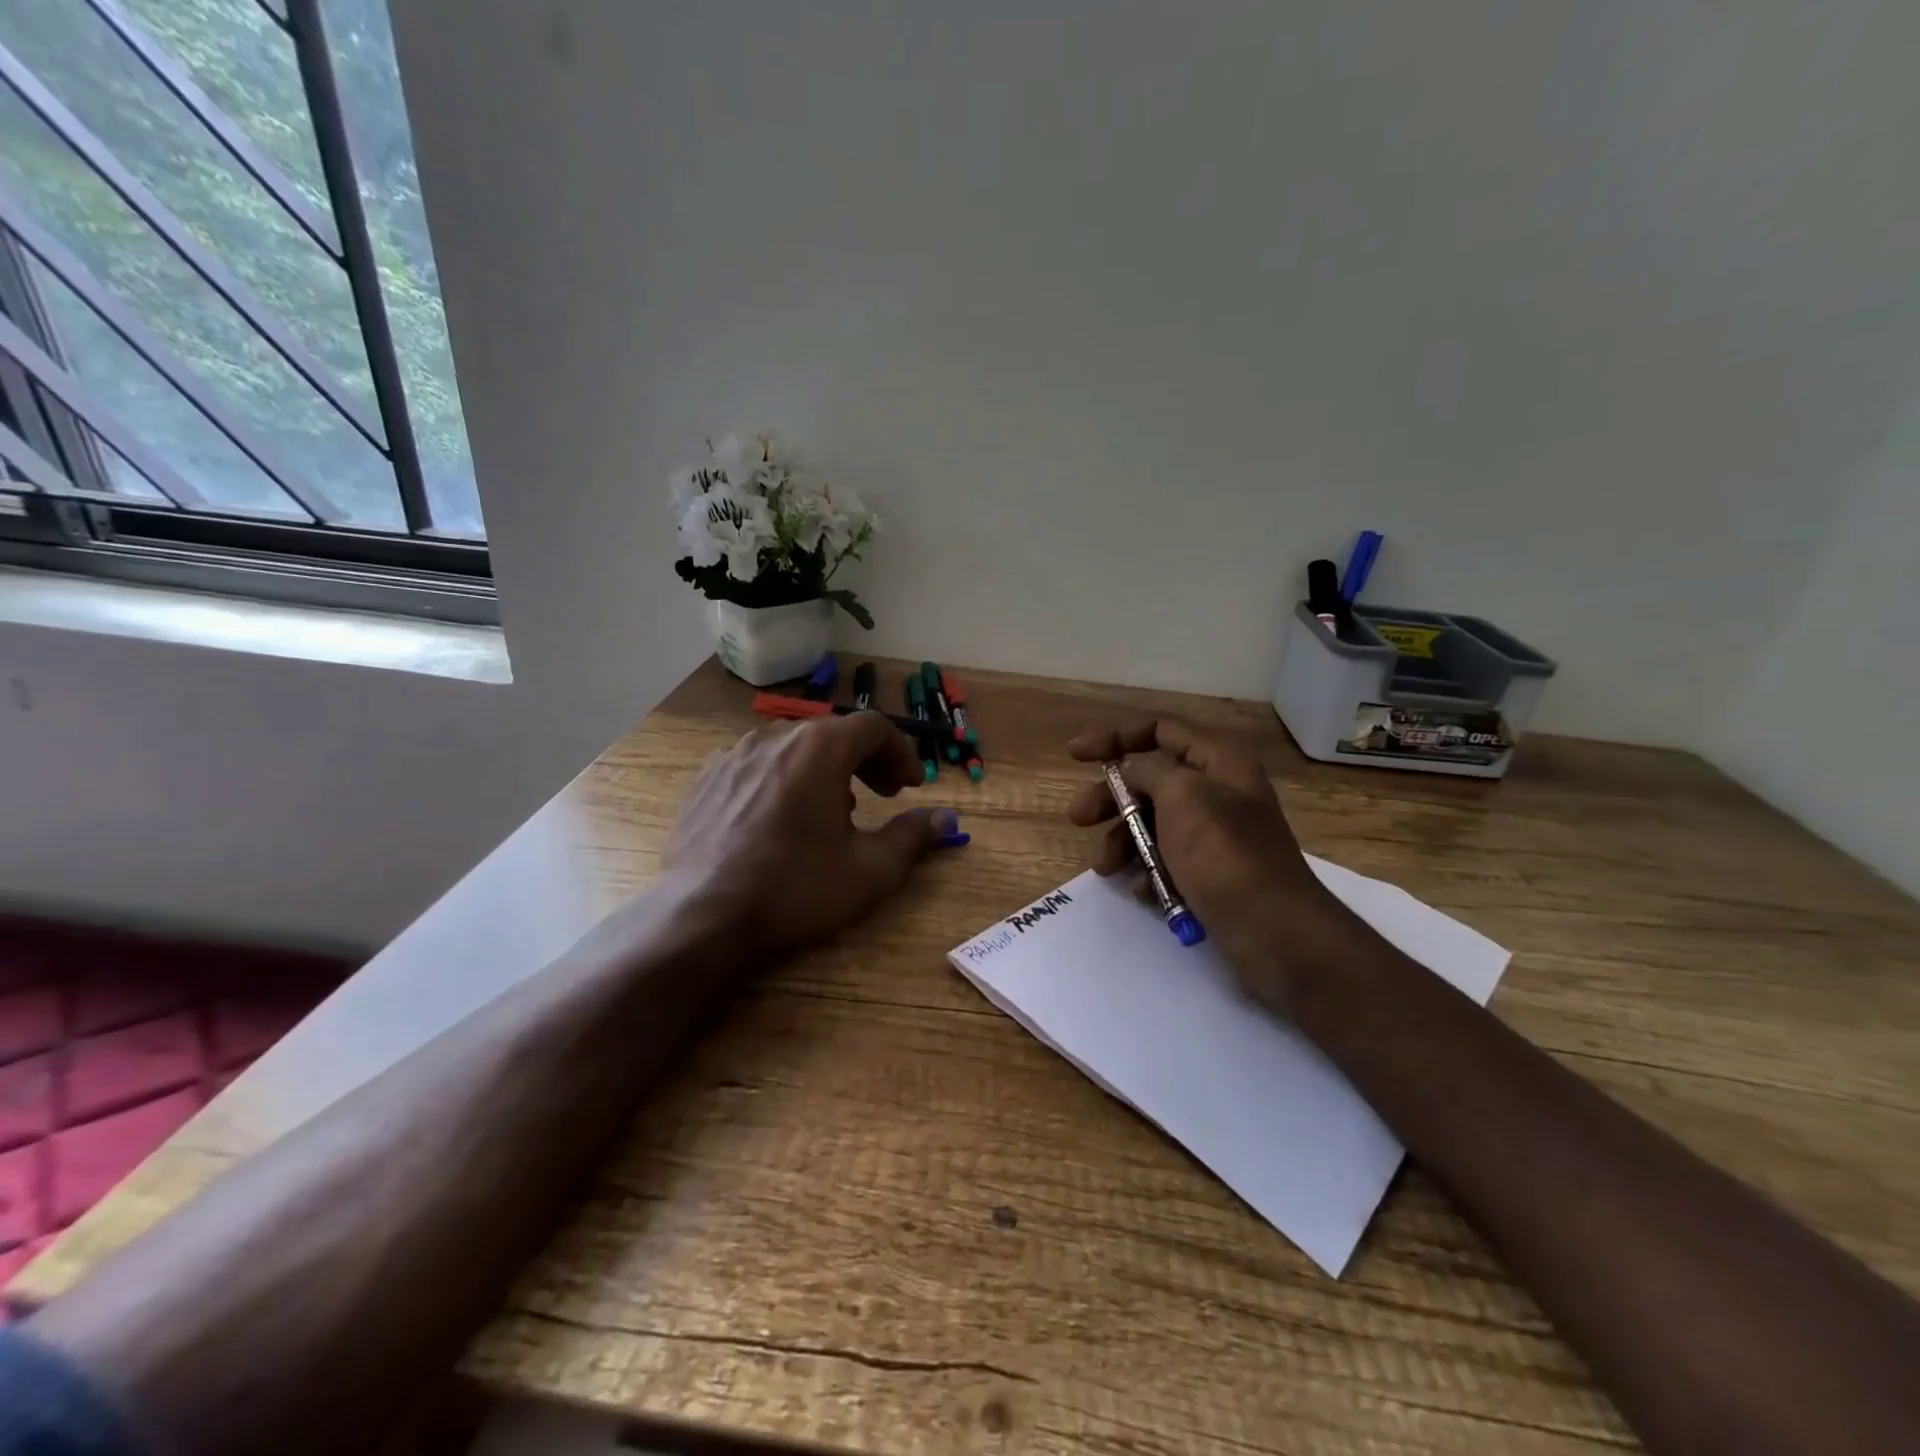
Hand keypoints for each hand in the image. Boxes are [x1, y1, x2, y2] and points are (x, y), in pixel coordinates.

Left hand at [664, 712, 964, 952]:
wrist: (702, 915)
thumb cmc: (795, 887)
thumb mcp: (870, 869)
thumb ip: (913, 836)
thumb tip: (946, 818)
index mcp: (820, 747)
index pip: (874, 727)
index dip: (901, 752)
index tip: (912, 786)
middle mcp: (776, 736)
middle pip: (833, 733)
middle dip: (866, 759)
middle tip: (882, 793)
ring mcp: (734, 755)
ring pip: (793, 747)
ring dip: (824, 768)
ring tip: (833, 808)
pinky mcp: (706, 779)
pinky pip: (757, 764)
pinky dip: (783, 778)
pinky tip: (780, 818)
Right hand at [1066, 718, 1359, 1014]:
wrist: (1274, 934)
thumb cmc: (1224, 855)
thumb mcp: (1183, 797)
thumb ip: (1149, 771)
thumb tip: (1131, 768)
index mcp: (1219, 761)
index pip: (1160, 729)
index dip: (1115, 736)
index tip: (1075, 755)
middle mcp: (1218, 790)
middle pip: (1150, 778)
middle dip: (1111, 797)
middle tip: (1078, 818)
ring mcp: (1215, 834)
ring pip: (1154, 823)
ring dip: (1123, 841)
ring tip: (1105, 868)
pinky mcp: (1211, 872)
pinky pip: (1167, 860)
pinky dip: (1148, 870)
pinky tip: (1140, 890)